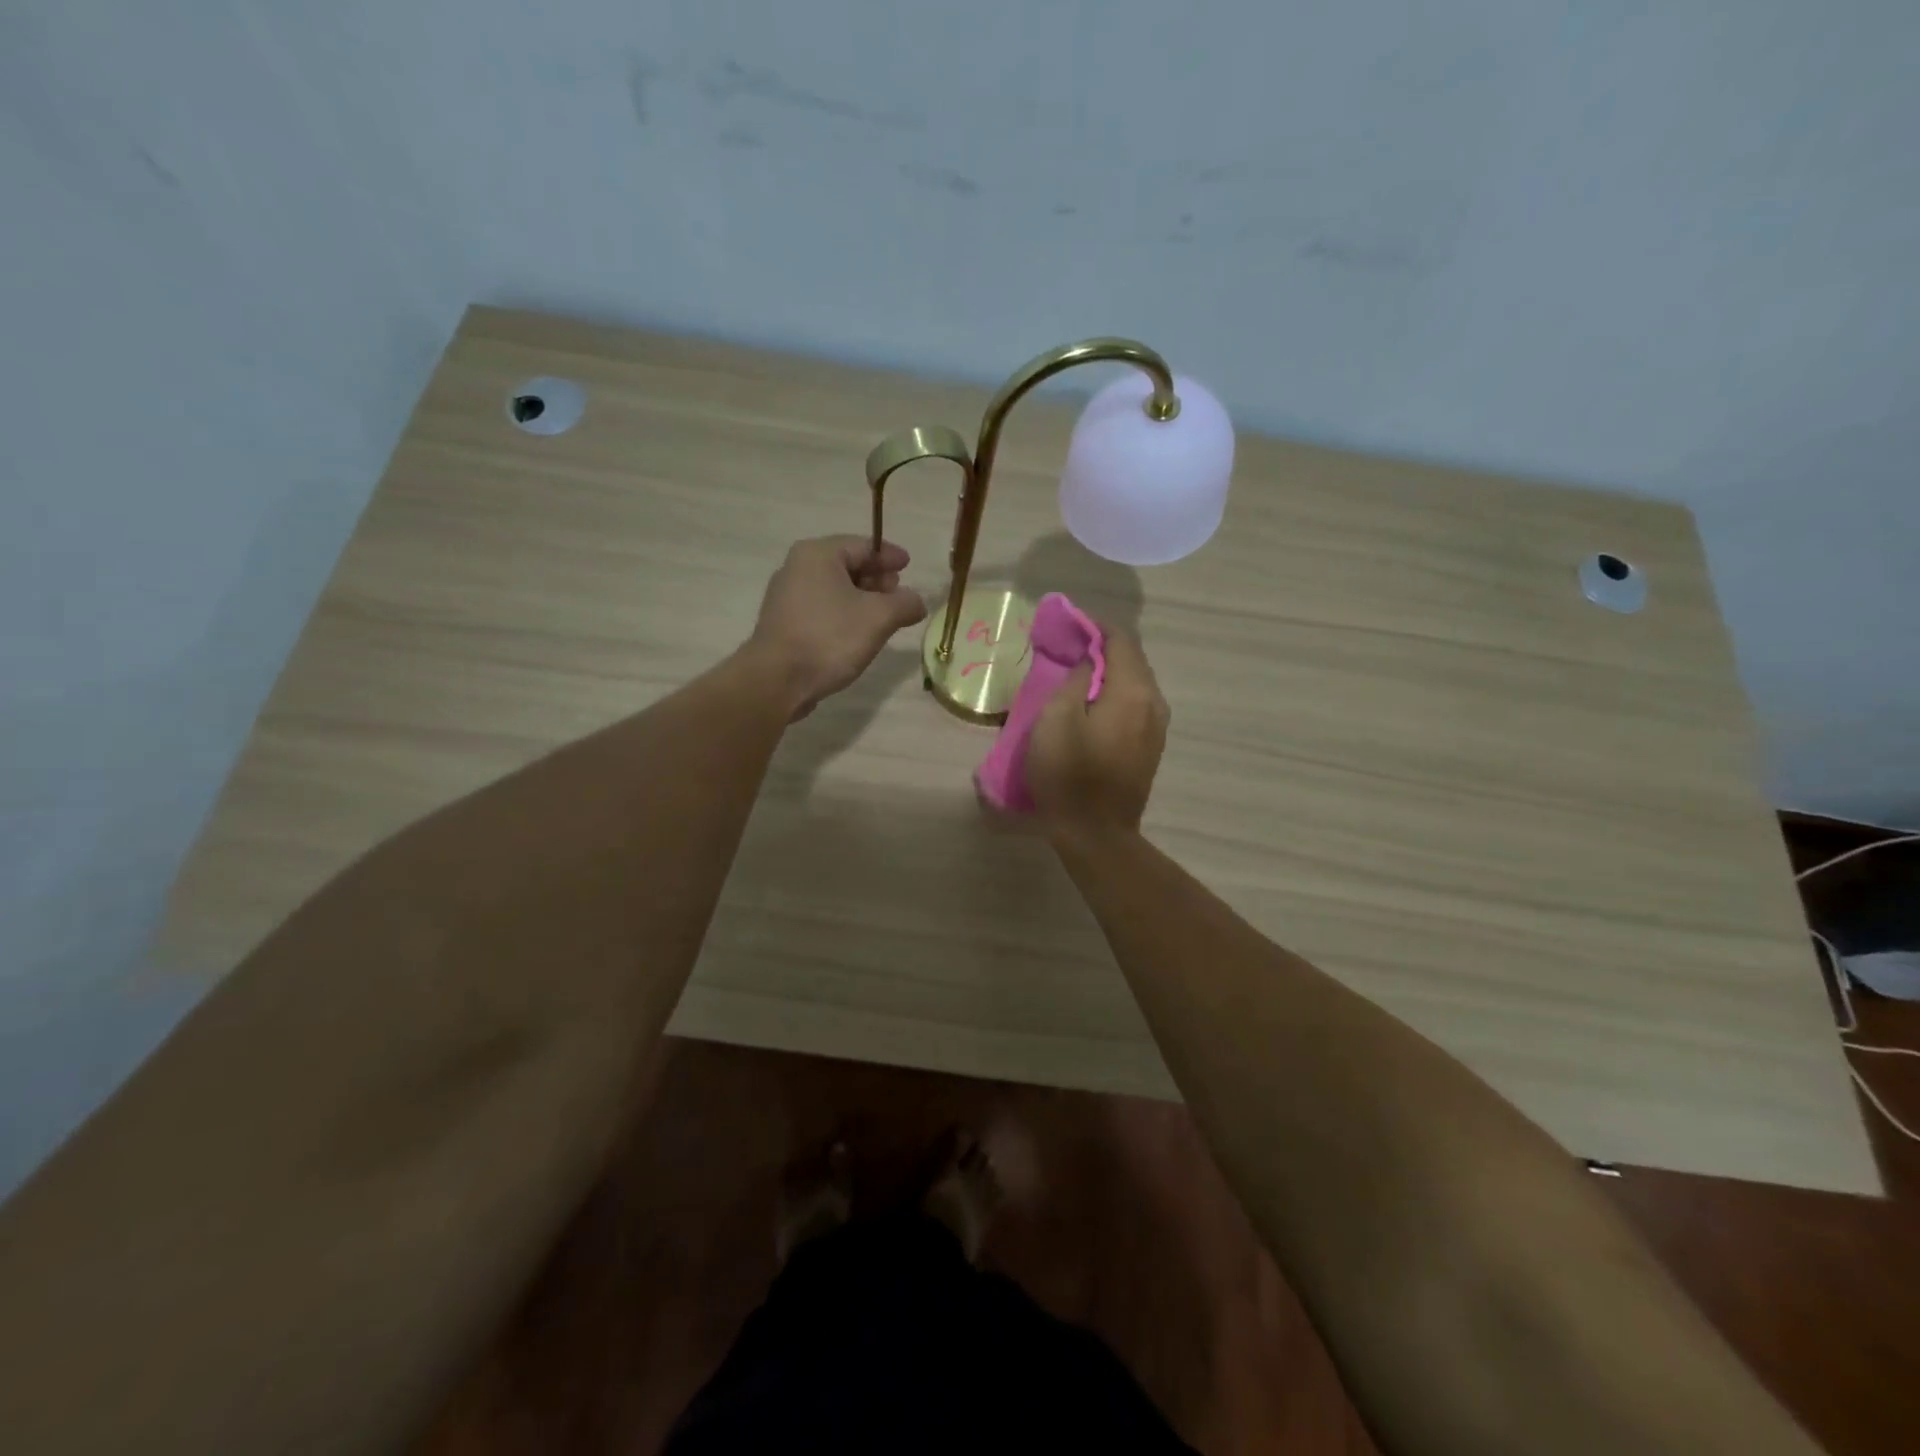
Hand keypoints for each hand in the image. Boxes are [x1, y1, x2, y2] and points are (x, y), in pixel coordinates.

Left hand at [744, 535, 927, 715]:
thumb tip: (917, 602)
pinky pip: (822, 608)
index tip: (909, 566)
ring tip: (883, 617)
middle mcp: (797, 567)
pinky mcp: (784, 623)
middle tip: (898, 594)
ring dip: (861, 599)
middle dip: (876, 578)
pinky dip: (843, 613)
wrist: (777, 680)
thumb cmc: (829, 638)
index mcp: (818, 554)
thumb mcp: (879, 618)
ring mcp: (786, 596)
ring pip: (834, 588)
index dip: (889, 556)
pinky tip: (857, 633)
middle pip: (846, 564)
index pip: (863, 545)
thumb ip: (905, 604)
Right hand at [1026, 629, 1168, 838]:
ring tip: (1076, 677)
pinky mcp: (1149, 748)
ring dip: (1108, 674)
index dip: (1093, 627)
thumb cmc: (1069, 775)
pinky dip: (1114, 696)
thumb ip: (1074, 679)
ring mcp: (1156, 728)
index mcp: (1133, 691)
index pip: (1120, 640)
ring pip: (1135, 684)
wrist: (1096, 834)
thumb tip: (1088, 660)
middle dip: (1101, 649)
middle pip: (1132, 660)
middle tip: (1066, 650)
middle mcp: (1154, 703)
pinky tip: (1091, 706)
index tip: (1066, 626)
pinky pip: (1134, 706)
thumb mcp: (1056, 719)